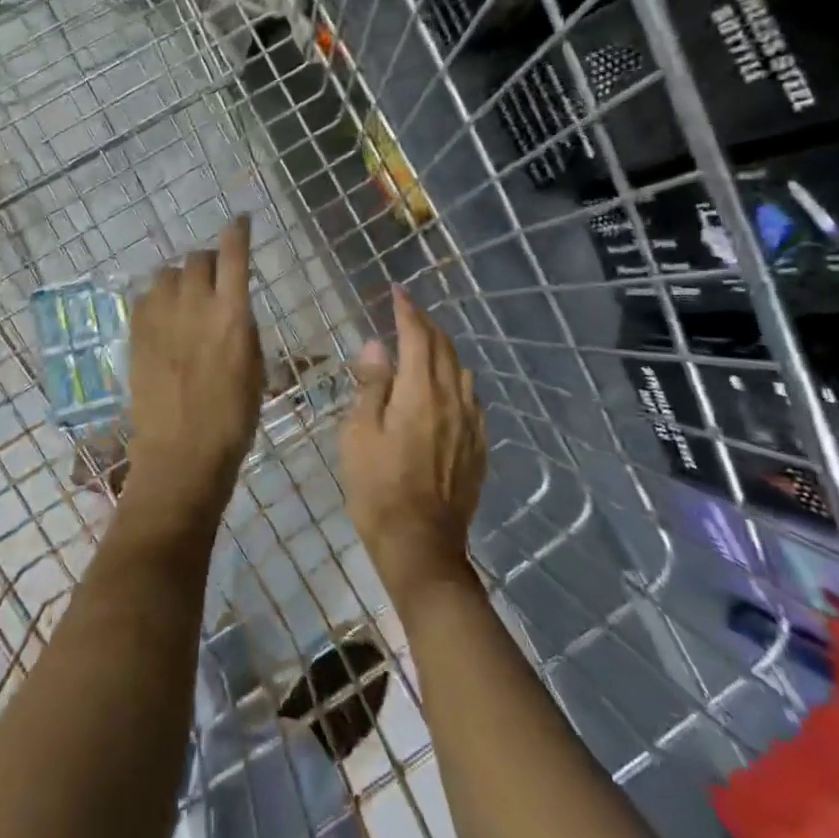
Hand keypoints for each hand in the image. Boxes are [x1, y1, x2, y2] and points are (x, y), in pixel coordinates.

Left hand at [123, 216, 264, 529]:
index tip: (241, 220)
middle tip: (213, 276)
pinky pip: (144, 297)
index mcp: (231, 314)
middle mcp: (194, 305)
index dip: (237, 232)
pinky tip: (163, 315)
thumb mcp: (254, 367)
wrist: (182, 452)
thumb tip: (232, 307)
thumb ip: (241, 327)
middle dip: (208, 260)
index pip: (233, 255)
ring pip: (166, 273)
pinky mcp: (136, 334)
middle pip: (197, 259)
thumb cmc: (233, 417)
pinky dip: (157, 297)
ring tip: (185, 295)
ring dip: (179, 277)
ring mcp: (160, 318)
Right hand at [342, 285, 485, 599]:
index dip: (407, 310)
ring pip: (461, 370)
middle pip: (443, 348)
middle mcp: (452, 400)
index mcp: (420, 393)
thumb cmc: (378, 489)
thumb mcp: (359, 435)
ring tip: (425, 342)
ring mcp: (470, 424)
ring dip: (442, 348)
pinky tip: (448, 386)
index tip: (396, 291)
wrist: (421, 546)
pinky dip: (457, 379)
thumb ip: (372, 386)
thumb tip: (376, 346)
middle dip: (425, 323)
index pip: (416, 336)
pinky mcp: (478, 446)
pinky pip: (471, 398)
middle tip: (407, 310)